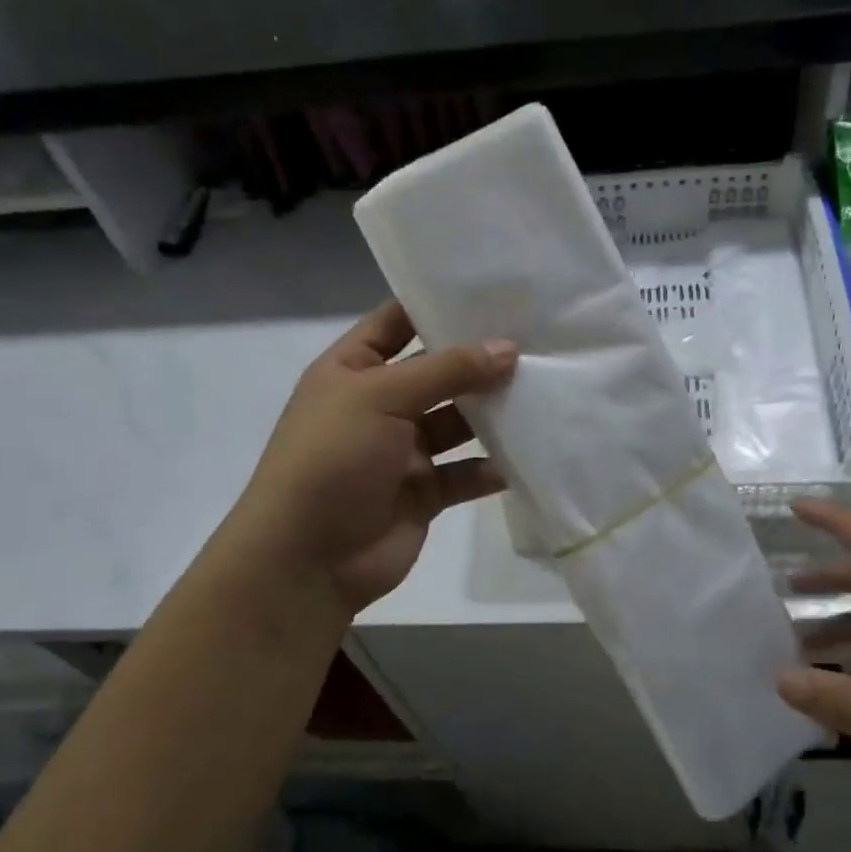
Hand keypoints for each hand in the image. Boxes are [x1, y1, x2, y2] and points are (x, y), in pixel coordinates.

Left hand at [234, 302, 516, 614]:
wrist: (308, 560)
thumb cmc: (332, 460)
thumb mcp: (382, 398)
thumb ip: (447, 370)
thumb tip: (508, 348)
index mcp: (352, 371)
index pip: (395, 323)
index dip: (436, 306)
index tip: (491, 291)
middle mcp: (379, 406)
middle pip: (437, 373)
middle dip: (479, 360)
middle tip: (536, 340)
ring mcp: (403, 452)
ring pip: (458, 423)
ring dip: (492, 413)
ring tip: (542, 392)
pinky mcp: (425, 494)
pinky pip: (466, 474)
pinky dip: (493, 468)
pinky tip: (527, 456)